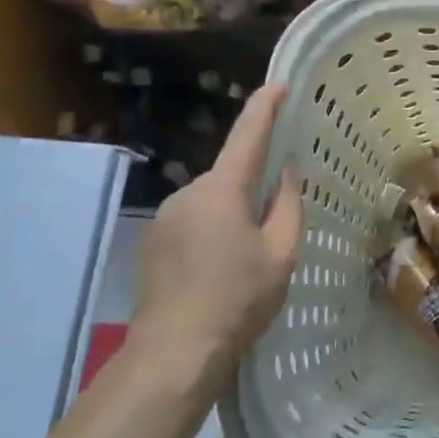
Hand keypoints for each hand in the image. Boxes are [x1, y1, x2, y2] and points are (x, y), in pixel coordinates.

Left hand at [130, 85, 301, 379]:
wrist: (173, 353)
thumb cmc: (238, 299)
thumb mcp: (281, 253)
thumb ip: (287, 205)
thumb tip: (285, 172)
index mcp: (222, 189)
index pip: (247, 136)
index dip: (265, 108)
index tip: (278, 84)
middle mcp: (187, 193)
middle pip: (229, 176)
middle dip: (253, 187)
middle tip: (276, 224)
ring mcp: (163, 219)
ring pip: (210, 203)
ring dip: (231, 216)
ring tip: (247, 259)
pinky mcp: (151, 245)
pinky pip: (191, 224)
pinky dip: (211, 234)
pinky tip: (220, 271)